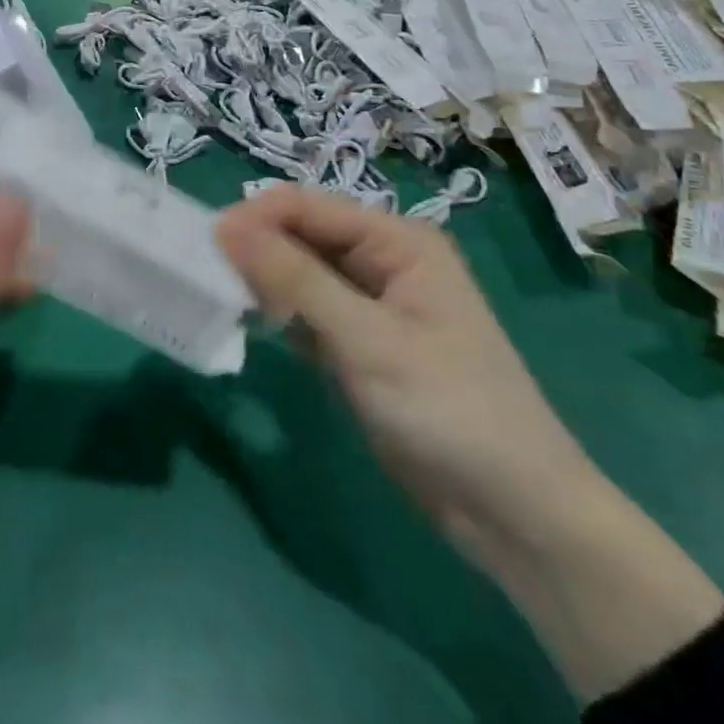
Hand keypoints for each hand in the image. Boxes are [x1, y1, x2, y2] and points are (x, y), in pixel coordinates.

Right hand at [216, 185, 592, 552]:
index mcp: (397, 241)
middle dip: (256, 249)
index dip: (256, 218)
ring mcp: (370, 303)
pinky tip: (254, 325)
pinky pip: (306, 309)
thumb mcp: (367, 340)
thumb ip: (294, 280)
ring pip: (299, 272)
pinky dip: (279, 314)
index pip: (308, 206)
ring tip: (223, 298)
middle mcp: (382, 260)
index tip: (205, 245)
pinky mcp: (359, 342)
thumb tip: (226, 226)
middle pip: (301, 234)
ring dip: (263, 281)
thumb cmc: (450, 411)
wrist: (517, 517)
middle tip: (207, 275)